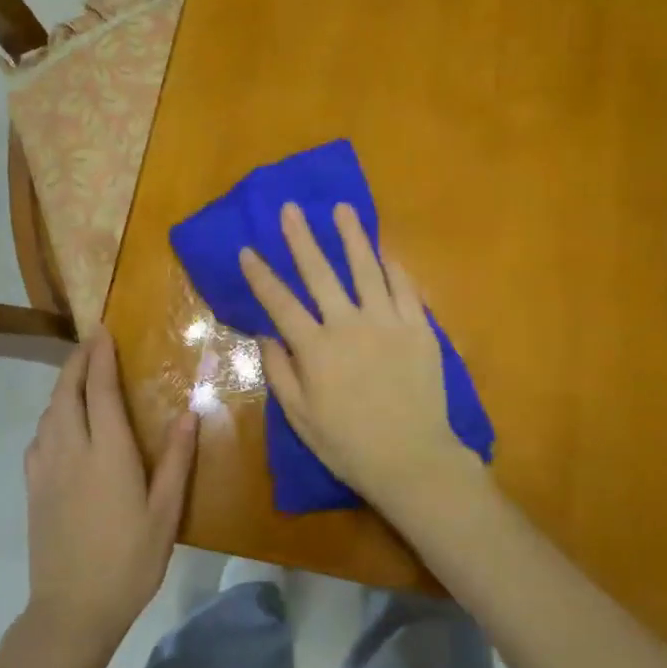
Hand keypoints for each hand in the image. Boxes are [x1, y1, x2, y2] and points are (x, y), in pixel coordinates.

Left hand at [23, 325, 197, 647]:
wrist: (72, 610)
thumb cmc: (129, 560)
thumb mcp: (165, 512)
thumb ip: (177, 459)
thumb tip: (189, 412)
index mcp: (107, 453)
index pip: (99, 391)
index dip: (100, 358)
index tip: (103, 332)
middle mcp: (71, 451)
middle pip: (66, 393)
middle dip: (77, 362)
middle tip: (90, 343)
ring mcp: (46, 469)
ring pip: (49, 413)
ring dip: (62, 386)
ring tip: (78, 375)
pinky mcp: (33, 488)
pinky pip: (39, 437)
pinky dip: (50, 416)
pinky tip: (59, 423)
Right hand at [239, 203, 483, 522]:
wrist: (413, 458)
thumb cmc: (349, 444)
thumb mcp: (301, 417)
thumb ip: (280, 372)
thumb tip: (264, 335)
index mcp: (315, 349)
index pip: (280, 303)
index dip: (261, 276)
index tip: (248, 250)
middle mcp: (348, 325)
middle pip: (320, 273)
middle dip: (302, 239)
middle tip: (291, 209)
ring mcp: (387, 322)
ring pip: (366, 269)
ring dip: (352, 236)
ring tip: (342, 209)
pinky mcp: (419, 327)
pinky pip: (405, 288)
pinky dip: (393, 266)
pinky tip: (384, 250)